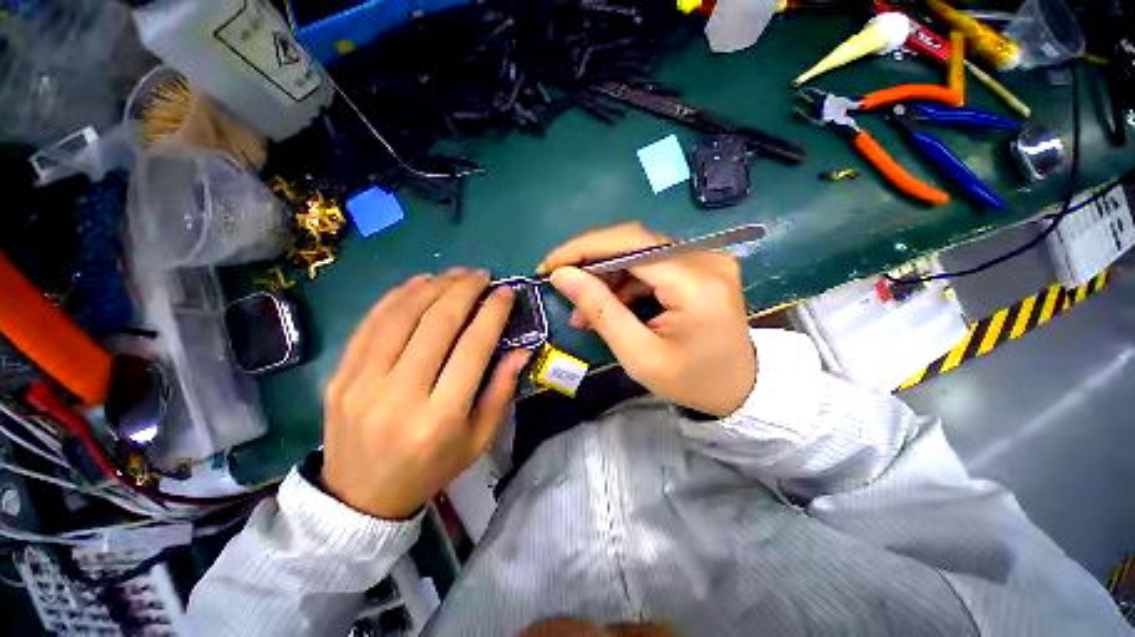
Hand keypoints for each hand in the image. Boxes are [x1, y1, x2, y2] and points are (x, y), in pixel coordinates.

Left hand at [321, 270, 530, 519]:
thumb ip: (502, 390)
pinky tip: (419, 282)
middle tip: (481, 274)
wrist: (360, 498)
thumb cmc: (432, 468)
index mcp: (441, 416)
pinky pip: (371, 323)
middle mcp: (401, 395)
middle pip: (437, 324)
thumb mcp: (479, 438)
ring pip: (402, 316)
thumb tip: (521, 349)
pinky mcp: (340, 375)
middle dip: (464, 291)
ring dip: (433, 286)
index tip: (506, 292)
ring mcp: (362, 383)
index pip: (473, 347)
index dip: (492, 313)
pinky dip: (397, 296)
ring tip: (455, 273)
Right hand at [538, 223, 754, 416]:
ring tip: (583, 309)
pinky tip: (609, 305)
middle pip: (634, 242)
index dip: (583, 248)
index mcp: (696, 284)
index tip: (549, 265)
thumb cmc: (691, 382)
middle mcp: (706, 258)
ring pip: (640, 252)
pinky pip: (652, 264)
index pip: (630, 243)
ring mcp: (707, 259)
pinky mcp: (702, 265)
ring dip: (606, 276)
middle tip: (561, 285)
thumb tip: (561, 275)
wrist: (741, 389)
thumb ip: (600, 310)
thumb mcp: (638, 355)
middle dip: (591, 262)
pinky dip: (625, 282)